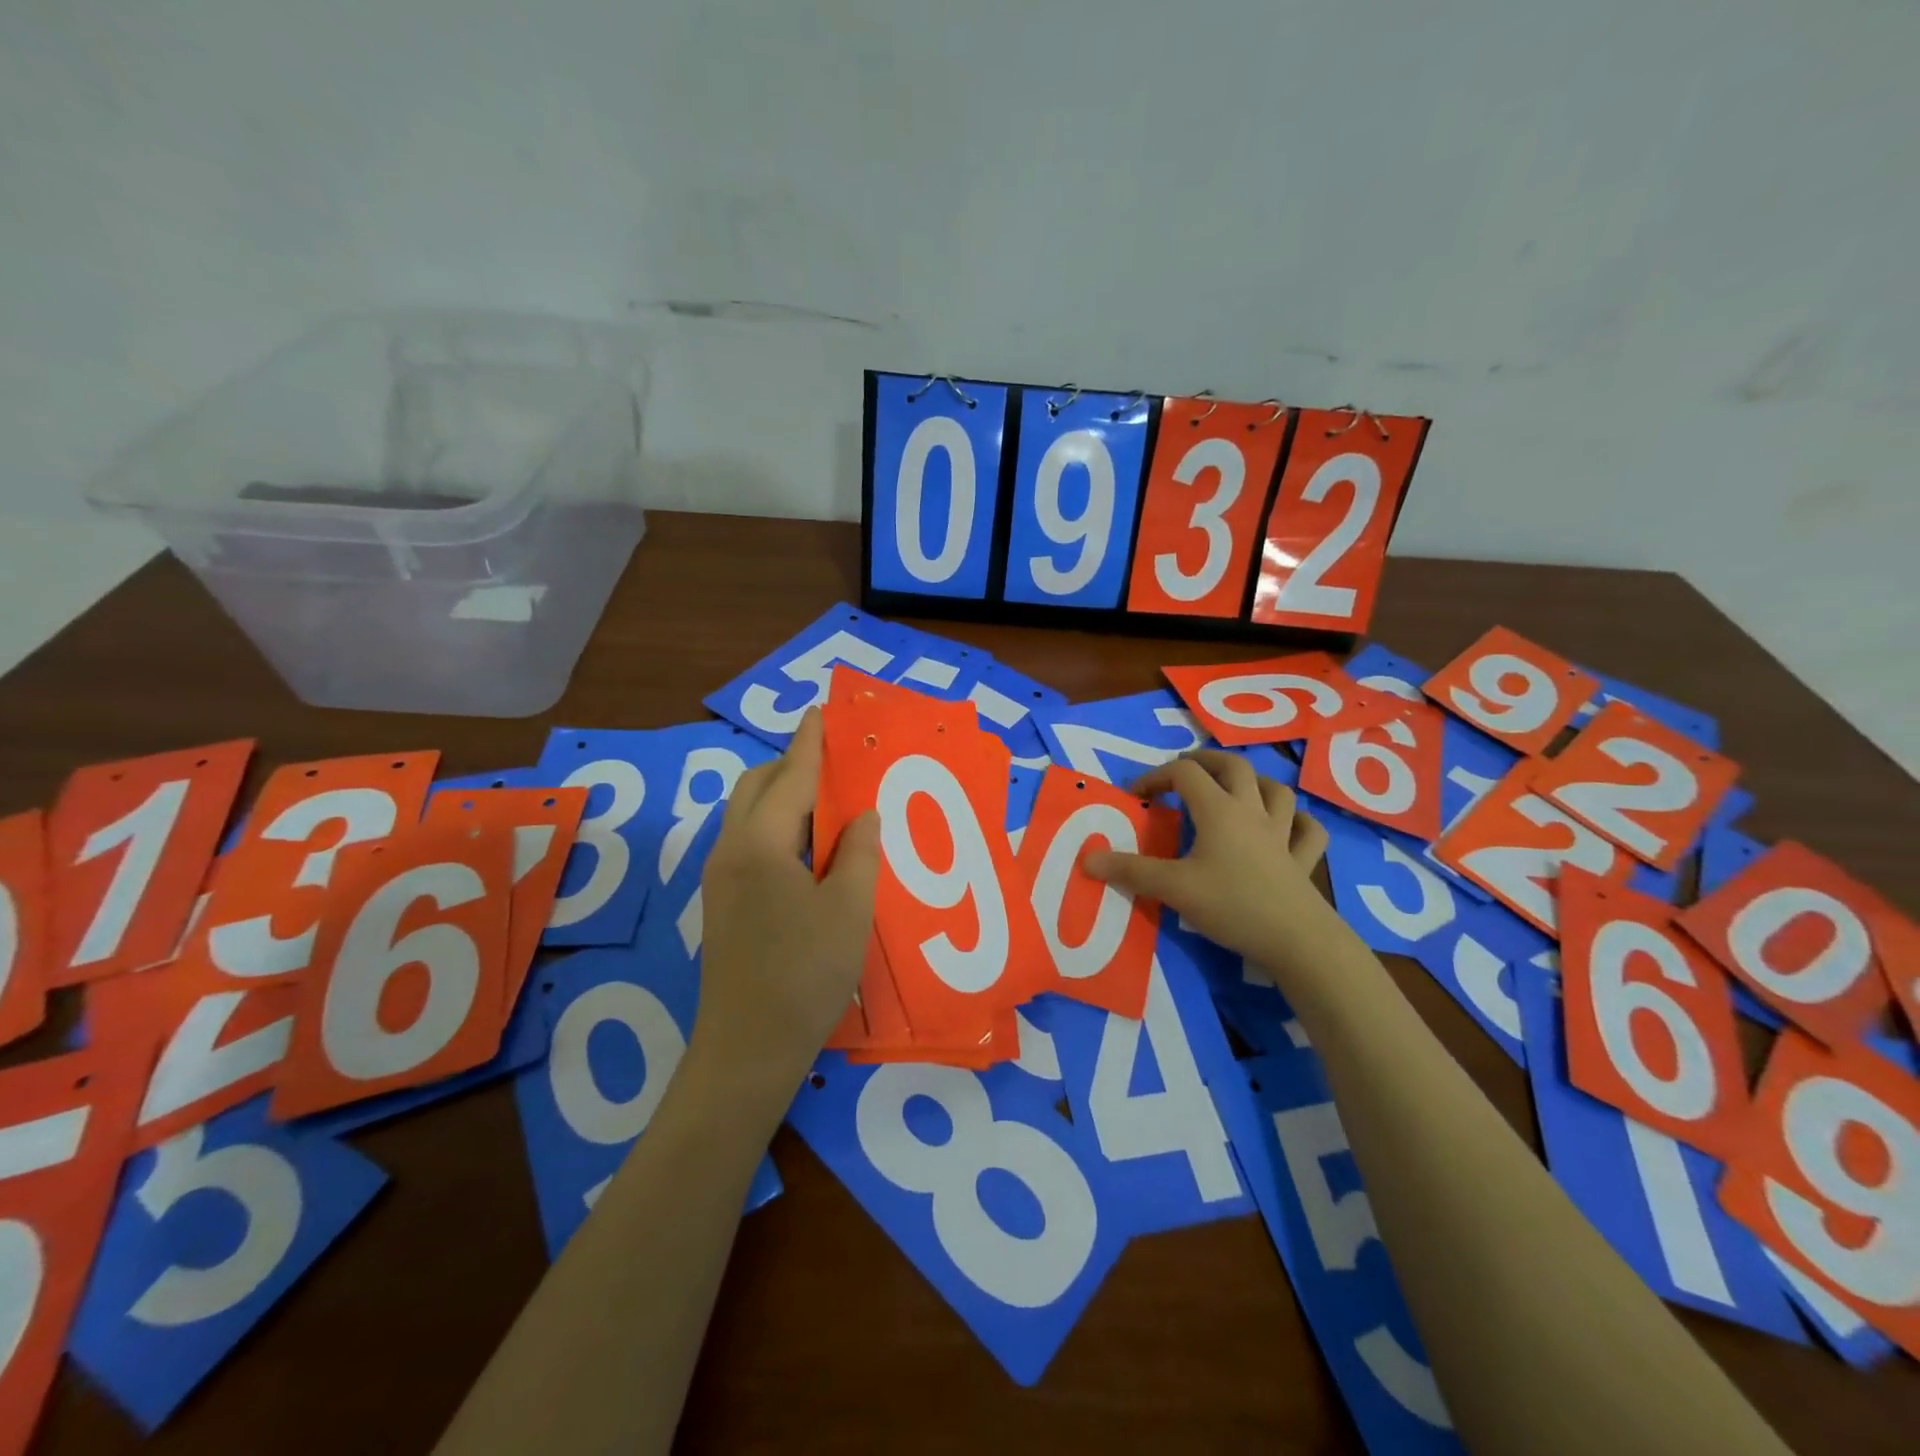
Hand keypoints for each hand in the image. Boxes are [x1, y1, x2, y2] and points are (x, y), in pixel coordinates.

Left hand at [693, 708, 879, 1091]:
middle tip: (832, 762)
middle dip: (790, 765)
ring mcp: (719, 877)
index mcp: (760, 844)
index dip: (809, 743)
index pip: (790, 777)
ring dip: (782, 796)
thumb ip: (858, 852)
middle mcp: (730, 850)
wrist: (748, 1047)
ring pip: (748, 814)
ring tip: (826, 801)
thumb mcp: (849, 909)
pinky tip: (807, 847)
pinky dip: (776, 825)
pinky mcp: (721, 901)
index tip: (819, 711)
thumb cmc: (805, 974)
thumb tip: (862, 815)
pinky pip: (747, 841)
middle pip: (756, 787)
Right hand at [1084, 750, 1332, 975]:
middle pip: (1233, 766)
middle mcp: (1252, 812)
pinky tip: (1290, 827)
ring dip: (1254, 782)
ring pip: (1276, 790)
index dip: (1157, 776)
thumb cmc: (1230, 905)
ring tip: (1236, 789)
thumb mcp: (1173, 888)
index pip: (1185, 773)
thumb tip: (1088, 860)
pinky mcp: (1302, 860)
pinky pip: (1308, 831)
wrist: (1296, 940)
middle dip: (1206, 761)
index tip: (1138, 797)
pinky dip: (1299, 822)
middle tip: (1184, 771)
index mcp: (1219, 810)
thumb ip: (1130, 871)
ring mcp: (1283, 834)